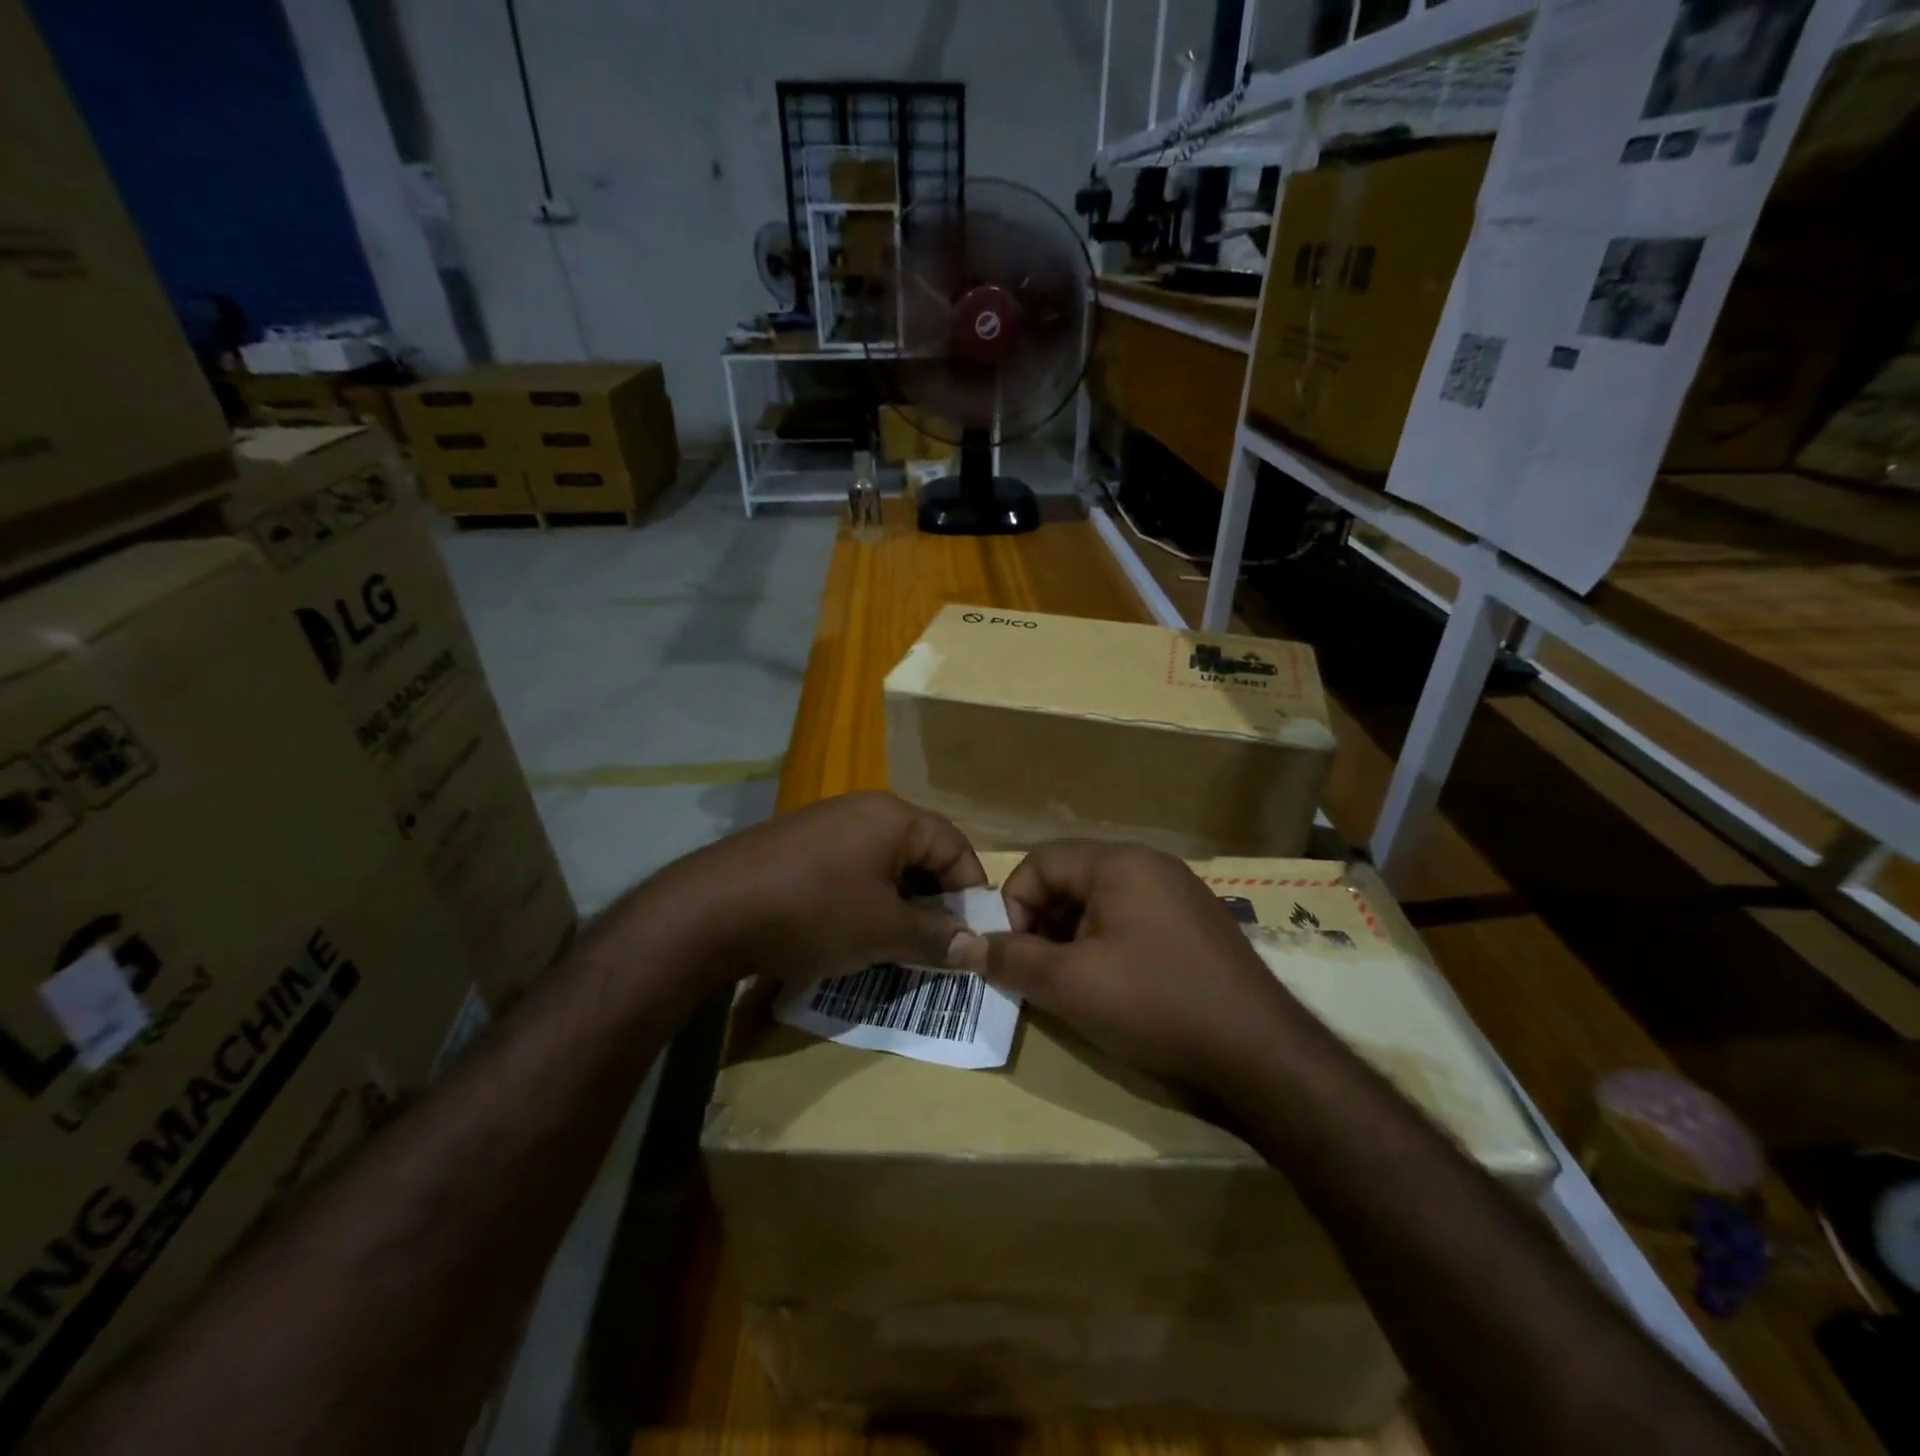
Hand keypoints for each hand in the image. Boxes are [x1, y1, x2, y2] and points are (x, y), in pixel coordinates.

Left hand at [653, 791, 987, 987]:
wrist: (711, 911)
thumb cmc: (813, 913)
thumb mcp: (883, 930)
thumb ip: (936, 937)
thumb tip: (978, 948)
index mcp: (894, 817)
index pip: (956, 846)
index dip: (970, 892)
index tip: (972, 936)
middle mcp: (864, 808)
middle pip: (921, 850)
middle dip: (935, 898)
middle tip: (938, 943)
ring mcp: (828, 822)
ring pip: (885, 860)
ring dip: (900, 900)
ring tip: (898, 941)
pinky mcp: (799, 843)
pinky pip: (852, 865)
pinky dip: (866, 895)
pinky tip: (853, 927)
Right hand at [956, 840, 1298, 1088]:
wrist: (1261, 1051)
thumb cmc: (1157, 1004)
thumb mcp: (1072, 984)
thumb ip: (1013, 959)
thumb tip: (968, 946)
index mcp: (1119, 863)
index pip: (1040, 862)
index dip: (1013, 906)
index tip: (1014, 956)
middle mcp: (1150, 865)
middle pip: (1070, 880)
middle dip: (1042, 925)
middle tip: (1040, 975)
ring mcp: (1178, 893)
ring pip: (1100, 903)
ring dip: (1072, 939)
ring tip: (1073, 987)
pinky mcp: (1195, 925)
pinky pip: (1132, 920)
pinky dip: (1107, 946)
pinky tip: (1115, 989)